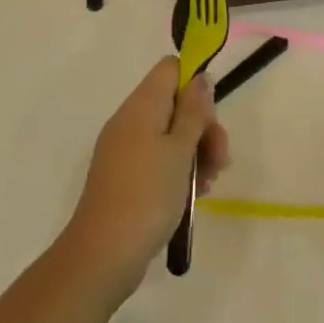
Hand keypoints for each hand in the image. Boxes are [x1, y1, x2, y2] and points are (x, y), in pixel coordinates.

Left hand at [61, 58, 229, 301]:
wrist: (103, 254)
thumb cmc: (148, 194)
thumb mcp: (180, 150)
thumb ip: (193, 111)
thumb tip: (199, 77)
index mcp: (141, 105)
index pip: (170, 68)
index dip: (195, 83)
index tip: (211, 116)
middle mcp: (130, 120)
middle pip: (175, 103)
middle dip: (203, 127)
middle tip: (219, 159)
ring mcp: (125, 149)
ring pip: (170, 134)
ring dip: (196, 153)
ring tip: (210, 183)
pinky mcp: (125, 176)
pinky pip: (158, 159)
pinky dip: (179, 171)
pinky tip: (195, 195)